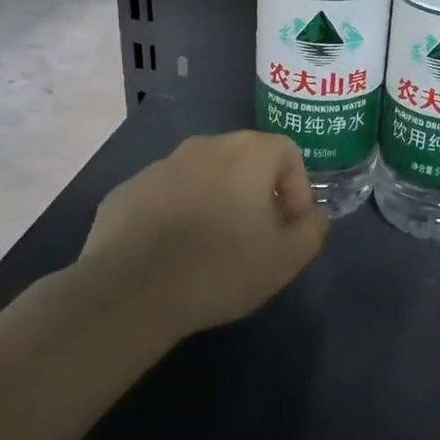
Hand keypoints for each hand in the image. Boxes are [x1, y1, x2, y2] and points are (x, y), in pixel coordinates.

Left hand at [78, 131, 328, 343]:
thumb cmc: (221, 268)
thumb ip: (313, 228)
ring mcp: (160, 166)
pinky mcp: (126, 191)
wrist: (130, 293)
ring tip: (213, 244)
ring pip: (203, 175)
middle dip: (258, 190)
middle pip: (245, 158)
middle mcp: (204, 146)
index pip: (287, 152)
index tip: (289, 225)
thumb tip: (313, 215)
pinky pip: (166, 194)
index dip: (297, 187)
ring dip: (217, 199)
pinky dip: (178, 212)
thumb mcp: (288, 258)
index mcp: (247, 153)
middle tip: (257, 233)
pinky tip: (174, 251)